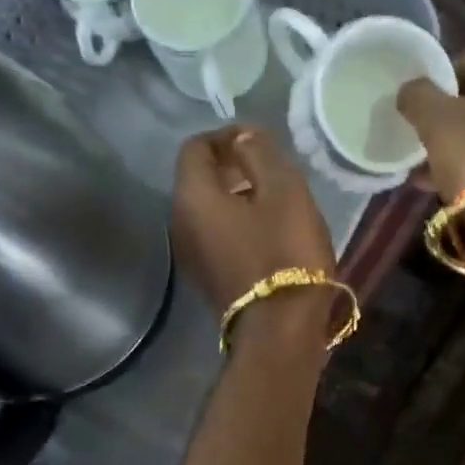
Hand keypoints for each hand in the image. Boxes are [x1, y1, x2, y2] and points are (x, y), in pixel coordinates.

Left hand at [172, 126, 337, 350]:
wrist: (280, 329)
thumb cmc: (285, 253)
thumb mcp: (284, 191)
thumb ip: (259, 153)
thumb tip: (243, 137)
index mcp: (193, 196)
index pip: (195, 147)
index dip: (225, 135)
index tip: (258, 139)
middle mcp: (180, 222)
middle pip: (197, 179)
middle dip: (229, 165)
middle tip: (267, 165)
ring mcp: (190, 255)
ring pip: (206, 209)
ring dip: (233, 195)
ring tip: (271, 197)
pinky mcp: (205, 278)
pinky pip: (214, 235)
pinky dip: (233, 222)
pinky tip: (265, 230)